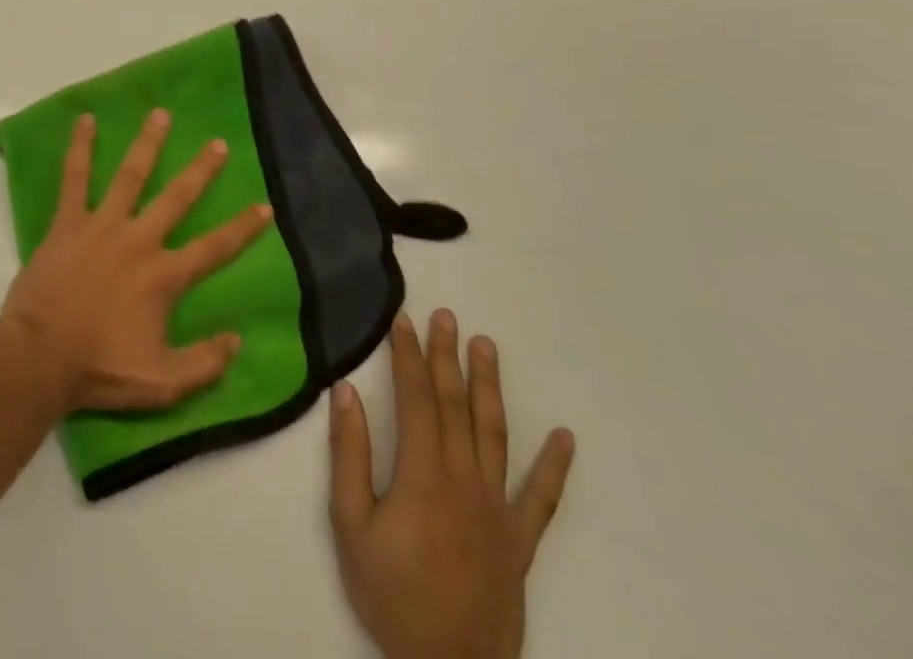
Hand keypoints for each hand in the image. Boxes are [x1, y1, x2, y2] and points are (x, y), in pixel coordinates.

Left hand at [0, 109, 274, 413]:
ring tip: (160, 114)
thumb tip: (238, 340)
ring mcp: (102, 225)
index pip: (214, 248)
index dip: (243, 228)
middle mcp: (138, 240)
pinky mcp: (68, 221)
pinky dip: (80, 148)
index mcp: (163, 276)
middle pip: (176, 198)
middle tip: (218, 143)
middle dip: (201, 170)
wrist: (40, 356)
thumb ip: (205, 363)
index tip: (265, 205)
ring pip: (130, 175)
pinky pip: (74, 177)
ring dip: (147, 144)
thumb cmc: (100, 370)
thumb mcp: (163, 383)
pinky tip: (84, 120)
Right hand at [328, 309, 573, 658]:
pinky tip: (565, 438)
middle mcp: (465, 481)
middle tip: (446, 316)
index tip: (403, 320)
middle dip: (447, 357)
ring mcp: (498, 511)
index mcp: (422, 475)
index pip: (415, 398)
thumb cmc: (390, 595)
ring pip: (495, 434)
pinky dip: (554, 466)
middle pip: (455, 405)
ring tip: (487, 346)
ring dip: (490, 387)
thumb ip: (348, 455)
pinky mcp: (520, 542)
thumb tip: (347, 392)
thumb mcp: (350, 526)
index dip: (407, 355)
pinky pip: (542, 499)